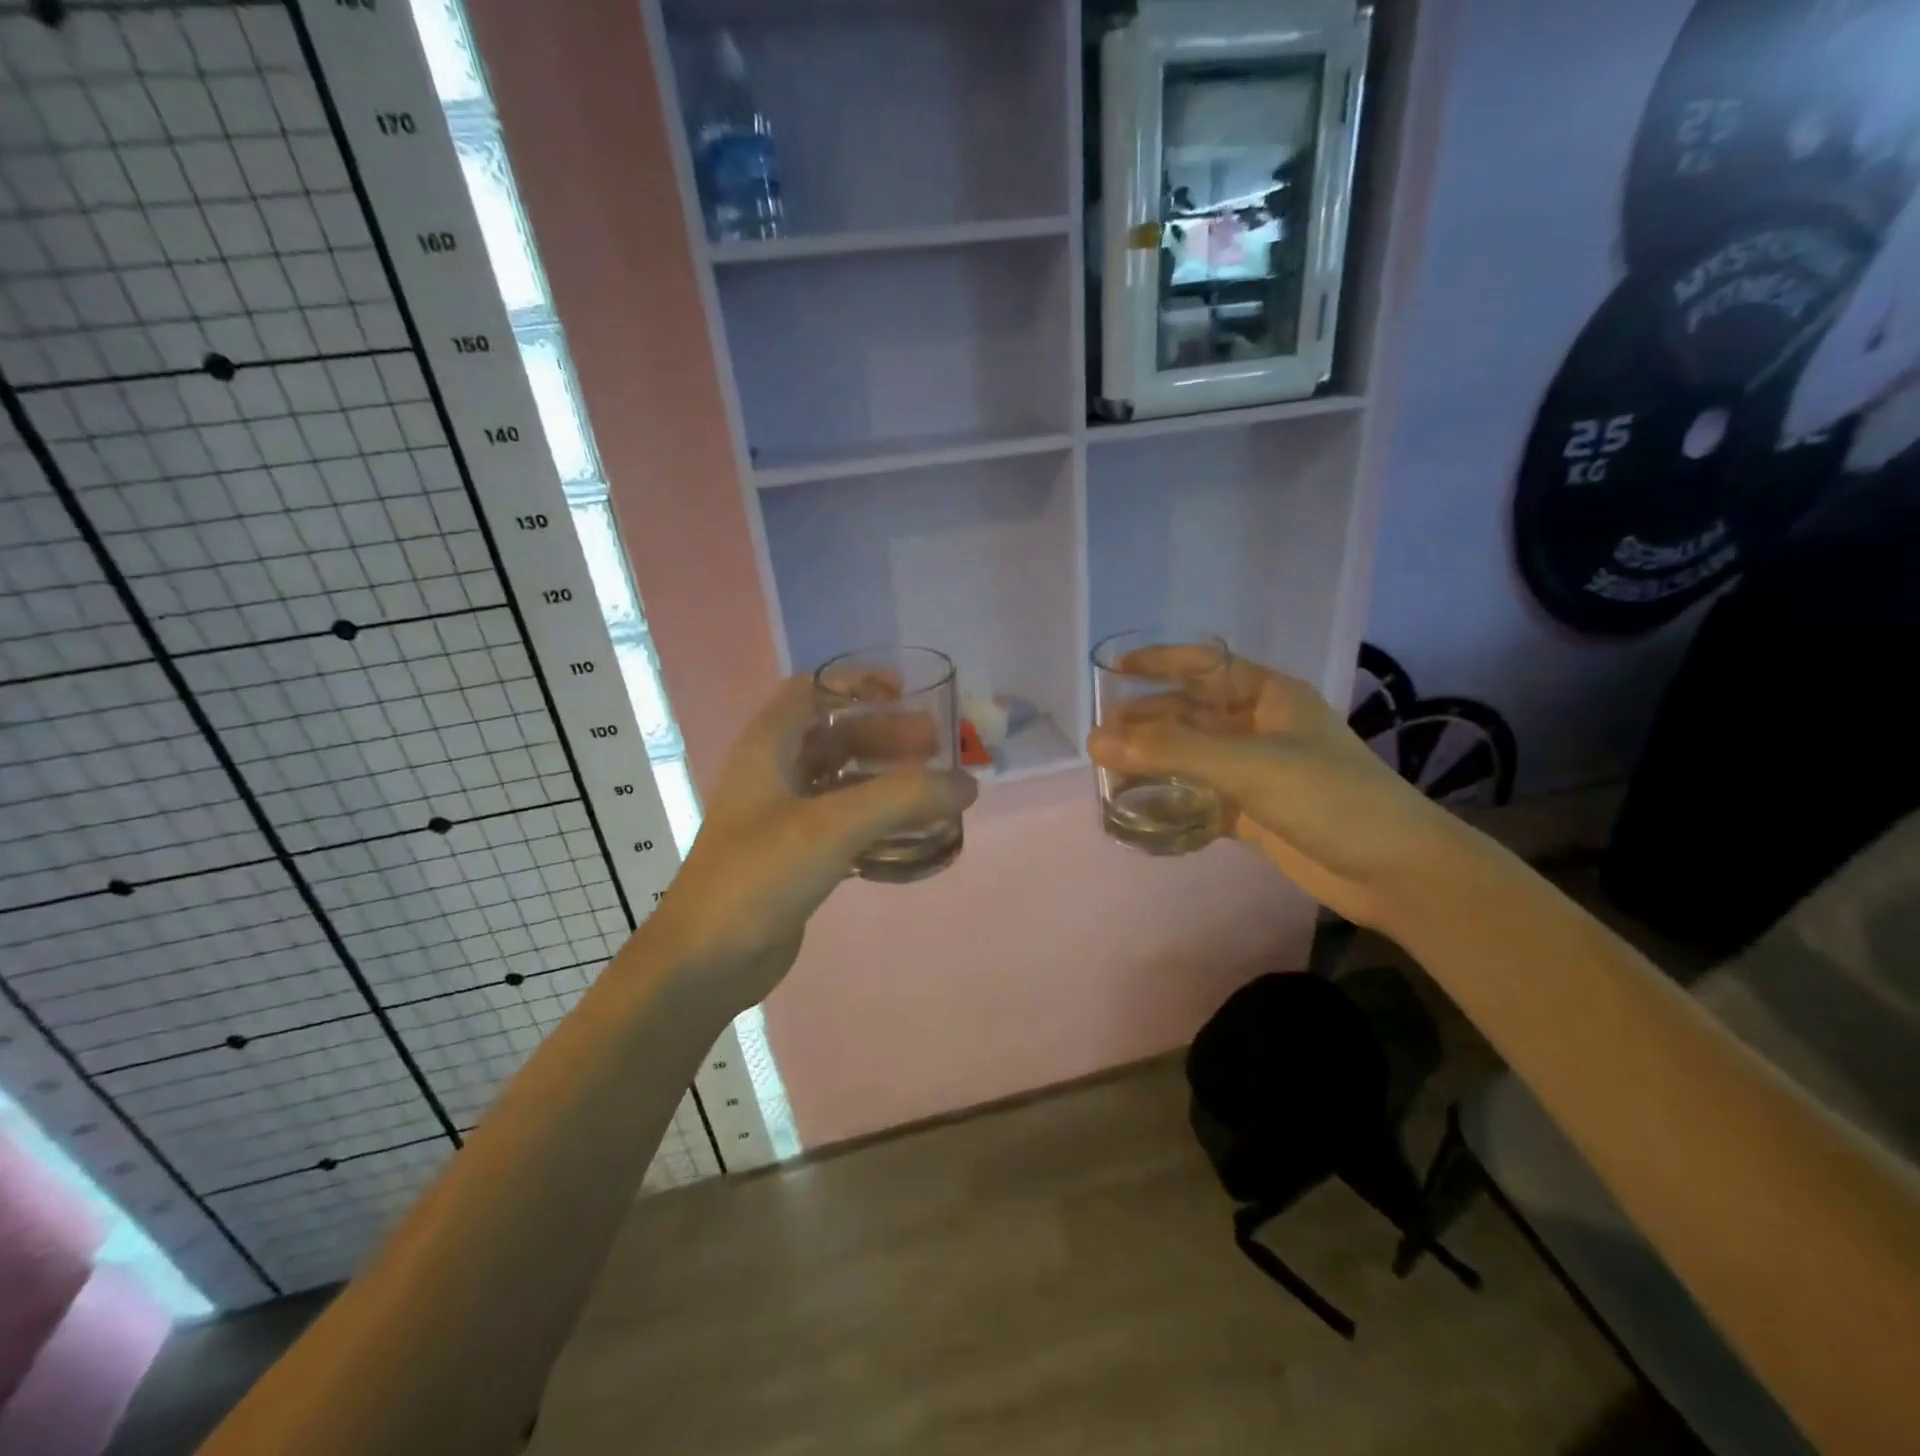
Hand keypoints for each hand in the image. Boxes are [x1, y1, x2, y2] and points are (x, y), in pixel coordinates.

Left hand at [642, 675, 976, 1010]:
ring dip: (885, 779)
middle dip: (885, 735)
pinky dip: (877, 820)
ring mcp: (782, 818)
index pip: (812, 690)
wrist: (706, 961)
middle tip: (935, 748)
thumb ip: (903, 798)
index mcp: (768, 748)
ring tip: (933, 791)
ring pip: (842, 782)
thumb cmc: (759, 876)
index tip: (906, 694)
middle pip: (835, 735)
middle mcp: (773, 774)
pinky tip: (912, 835)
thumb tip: (967, 784)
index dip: (857, 683)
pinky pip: (844, 823)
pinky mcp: (795, 857)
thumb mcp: (833, 826)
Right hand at [1087, 651, 1469, 931]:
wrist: (1396, 871)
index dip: (1158, 663)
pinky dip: (1174, 801)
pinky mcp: (1256, 812)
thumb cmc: (1328, 798)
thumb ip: (1170, 751)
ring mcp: (1259, 772)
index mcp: (1269, 696)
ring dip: (1156, 762)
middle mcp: (1261, 727)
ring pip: (1194, 757)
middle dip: (1148, 720)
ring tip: (1111, 772)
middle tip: (1101, 737)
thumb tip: (1096, 740)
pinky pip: (1202, 797)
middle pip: (1192, 713)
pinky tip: (1142, 809)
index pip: (1204, 665)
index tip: (1112, 671)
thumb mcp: (1248, 765)